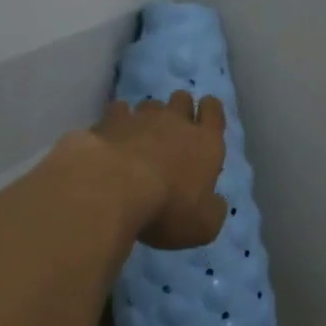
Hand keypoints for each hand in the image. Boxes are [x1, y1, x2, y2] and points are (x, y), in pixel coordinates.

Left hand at [91, 91, 227, 249]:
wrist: (113, 189)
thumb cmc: (167, 209)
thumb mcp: (203, 226)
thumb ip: (213, 210)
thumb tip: (215, 202)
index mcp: (206, 143)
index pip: (213, 111)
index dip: (209, 110)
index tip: (203, 118)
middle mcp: (176, 122)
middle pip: (182, 100)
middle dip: (180, 110)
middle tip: (173, 131)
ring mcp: (140, 118)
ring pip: (150, 104)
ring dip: (149, 117)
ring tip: (142, 136)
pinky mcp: (110, 121)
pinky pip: (118, 110)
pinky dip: (118, 120)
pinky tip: (114, 134)